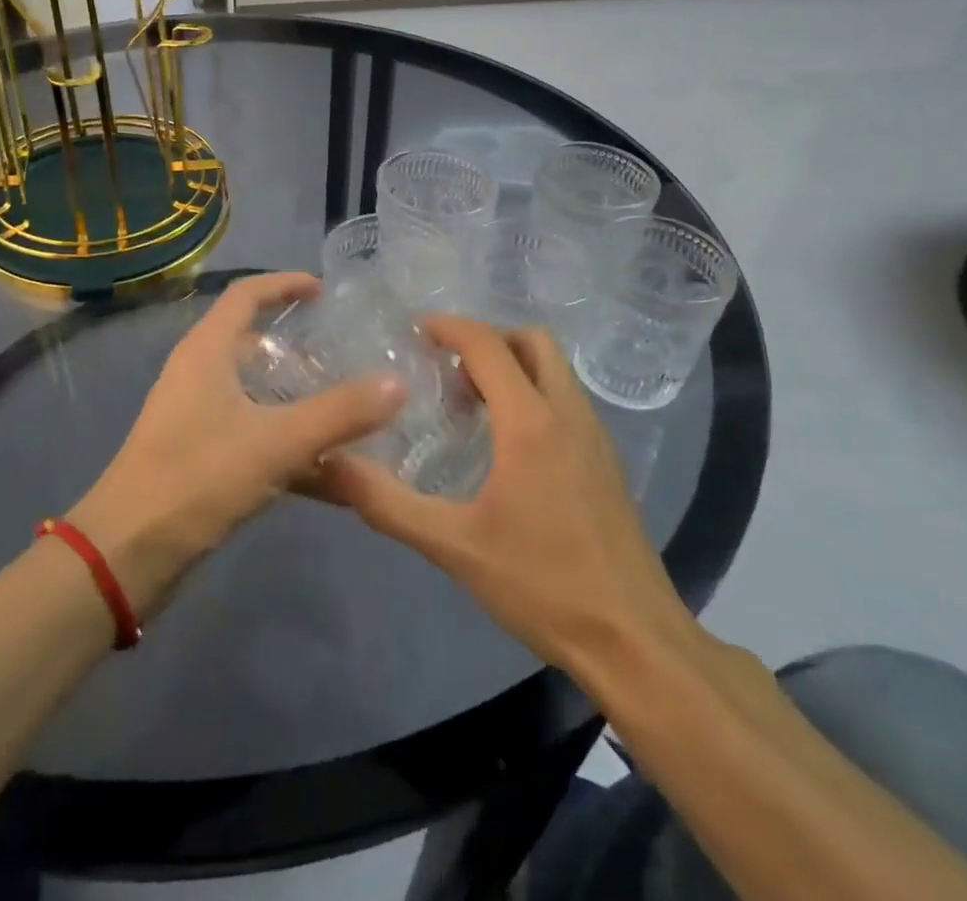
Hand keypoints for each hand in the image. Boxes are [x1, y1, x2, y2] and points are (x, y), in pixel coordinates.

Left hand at [69, 272, 403, 616]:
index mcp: (207, 351)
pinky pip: (254, 435)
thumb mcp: (276, 442)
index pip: (246, 294)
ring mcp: (196, 417)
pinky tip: (332, 473)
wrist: (127, 554)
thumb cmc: (197, 477)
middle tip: (345, 353)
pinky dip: (289, 445)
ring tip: (348, 408)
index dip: (285, 284)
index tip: (325, 290)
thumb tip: (398, 383)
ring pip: (256, 394)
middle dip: (298, 345)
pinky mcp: (199, 456)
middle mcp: (198, 374)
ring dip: (298, 399)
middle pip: (252, 342)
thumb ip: (339, 413)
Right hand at [311, 315, 697, 673]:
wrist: (634, 640)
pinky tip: (507, 442)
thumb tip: (333, 465)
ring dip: (514, 365)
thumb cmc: (542, 585)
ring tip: (471, 401)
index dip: (451, 327)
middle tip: (448, 368)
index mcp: (530, 422)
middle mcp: (567, 413)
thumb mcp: (454, 547)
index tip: (416, 329)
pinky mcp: (606, 461)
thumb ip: (388, 504)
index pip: (488, 345)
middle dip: (488, 340)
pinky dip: (534, 392)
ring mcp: (594, 436)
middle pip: (532, 342)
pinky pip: (566, 399)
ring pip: (554, 369)